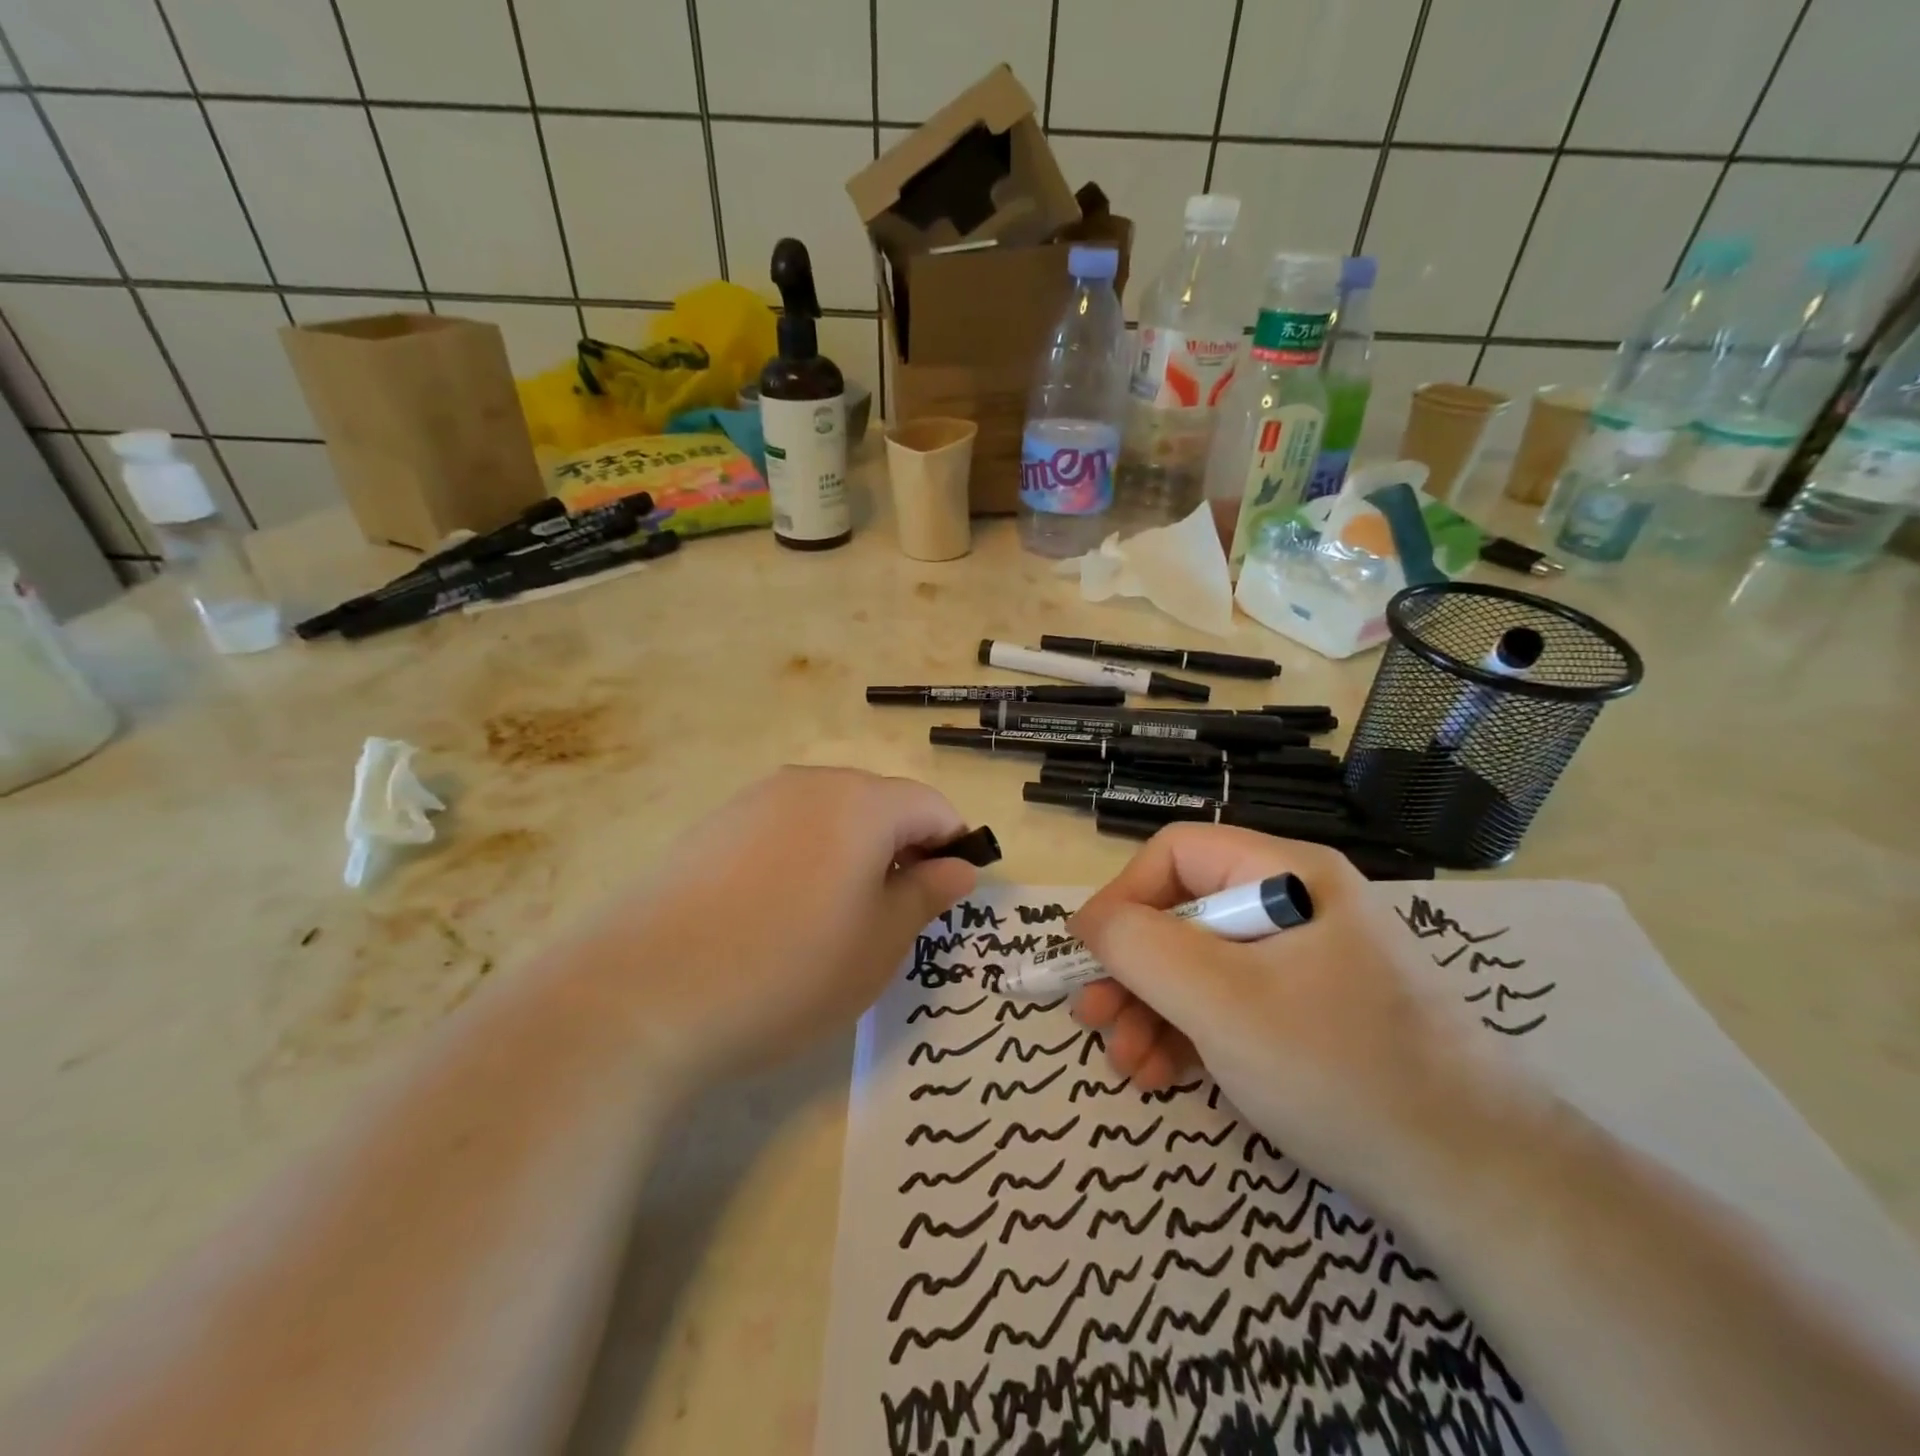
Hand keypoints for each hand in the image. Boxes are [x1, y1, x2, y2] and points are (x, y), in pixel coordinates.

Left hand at [550, 767, 976, 1087]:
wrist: (641, 993)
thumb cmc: (788, 969)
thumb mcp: (878, 944)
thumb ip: (925, 895)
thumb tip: (958, 867)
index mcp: (862, 802)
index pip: (931, 807)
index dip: (951, 848)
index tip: (944, 899)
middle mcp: (810, 784)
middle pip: (879, 804)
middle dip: (900, 851)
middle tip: (889, 918)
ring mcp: (755, 800)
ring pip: (830, 817)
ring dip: (851, 855)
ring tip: (830, 922)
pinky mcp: (713, 826)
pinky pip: (783, 830)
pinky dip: (803, 859)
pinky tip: (777, 915)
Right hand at [1069, 825, 1516, 1208]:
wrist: (1482, 1184)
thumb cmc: (1338, 1067)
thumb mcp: (1220, 1000)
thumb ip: (1139, 946)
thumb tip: (1088, 921)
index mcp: (1286, 874)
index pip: (1177, 854)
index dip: (1122, 896)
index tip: (1086, 954)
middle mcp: (1297, 906)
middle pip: (1185, 913)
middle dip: (1132, 968)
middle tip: (1093, 1020)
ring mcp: (1309, 963)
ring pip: (1203, 965)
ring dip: (1153, 1009)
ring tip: (1126, 1064)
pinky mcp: (1315, 1015)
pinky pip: (1233, 1004)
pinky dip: (1191, 1034)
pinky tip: (1164, 1073)